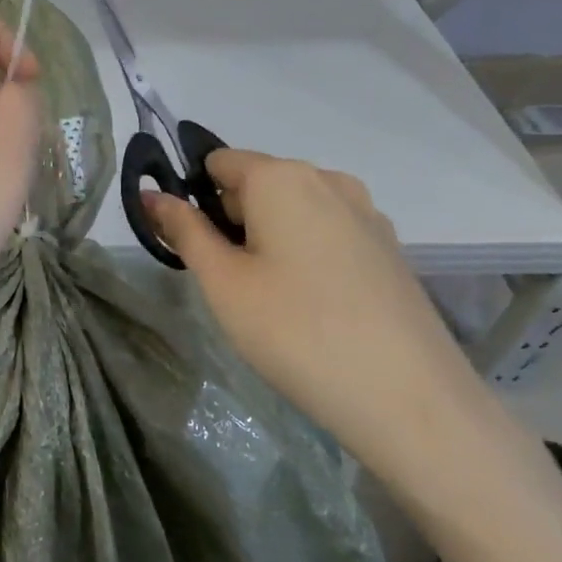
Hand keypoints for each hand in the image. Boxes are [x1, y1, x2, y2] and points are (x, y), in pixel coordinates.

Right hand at [144, 151, 490, 485]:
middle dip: (231, 221)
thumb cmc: (295, 331)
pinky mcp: (389, 249)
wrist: (409, 399)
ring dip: (268, 239)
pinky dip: (306, 254)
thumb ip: (184, 231)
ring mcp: (367, 214)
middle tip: (226, 282)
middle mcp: (328, 180)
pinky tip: (311, 305)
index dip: (193, 196)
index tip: (189, 246)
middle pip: (257, 184)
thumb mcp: (223, 282)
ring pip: (293, 211)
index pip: (218, 162)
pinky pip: (328, 233)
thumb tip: (151, 195)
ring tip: (269, 299)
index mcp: (282, 177)